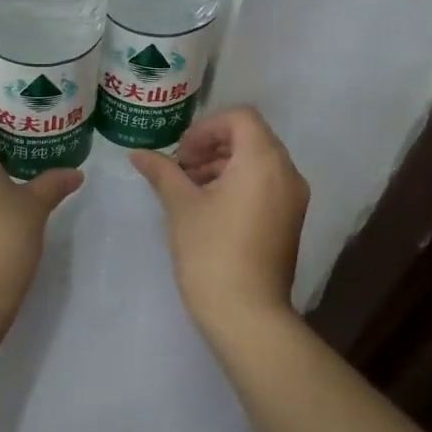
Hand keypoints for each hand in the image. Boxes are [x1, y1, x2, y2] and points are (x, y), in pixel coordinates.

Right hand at [131, 107, 309, 333]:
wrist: (247, 313)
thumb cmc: (211, 251)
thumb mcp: (181, 206)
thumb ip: (162, 172)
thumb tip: (138, 154)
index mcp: (263, 161)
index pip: (241, 118)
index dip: (206, 128)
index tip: (181, 154)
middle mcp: (287, 173)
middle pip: (251, 138)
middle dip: (213, 147)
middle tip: (180, 169)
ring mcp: (293, 199)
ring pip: (259, 163)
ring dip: (223, 166)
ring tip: (190, 190)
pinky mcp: (290, 222)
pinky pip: (266, 186)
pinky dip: (239, 185)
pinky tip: (210, 209)